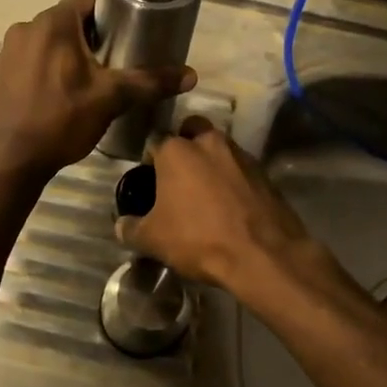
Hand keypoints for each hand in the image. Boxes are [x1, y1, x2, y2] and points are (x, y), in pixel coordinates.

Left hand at [0, 0, 195, 180]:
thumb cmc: (60, 120)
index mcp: (53, 23)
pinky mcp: (3, 72)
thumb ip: (150, 82)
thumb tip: (191, 75)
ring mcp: (11, 50)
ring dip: (76, 47)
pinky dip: (55, 62)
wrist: (7, 161)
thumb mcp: (111, 99)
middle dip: (98, 29)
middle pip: (71, 16)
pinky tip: (69, 89)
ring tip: (101, 71)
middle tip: (125, 49)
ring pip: (53, 37)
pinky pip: (36, 55)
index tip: (135, 15)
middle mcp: (28, 27)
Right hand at [117, 116, 322, 294]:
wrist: (262, 255)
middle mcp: (209, 142)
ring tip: (206, 194)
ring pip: (219, 148)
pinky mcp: (265, 172)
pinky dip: (233, 179)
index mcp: (177, 150)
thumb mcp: (153, 240)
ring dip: (211, 162)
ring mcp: (241, 154)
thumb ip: (130, 228)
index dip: (149, 161)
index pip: (154, 141)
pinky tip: (230, 205)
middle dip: (184, 146)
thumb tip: (121, 225)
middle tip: (179, 177)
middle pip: (191, 131)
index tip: (149, 182)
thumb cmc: (199, 239)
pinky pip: (241, 168)